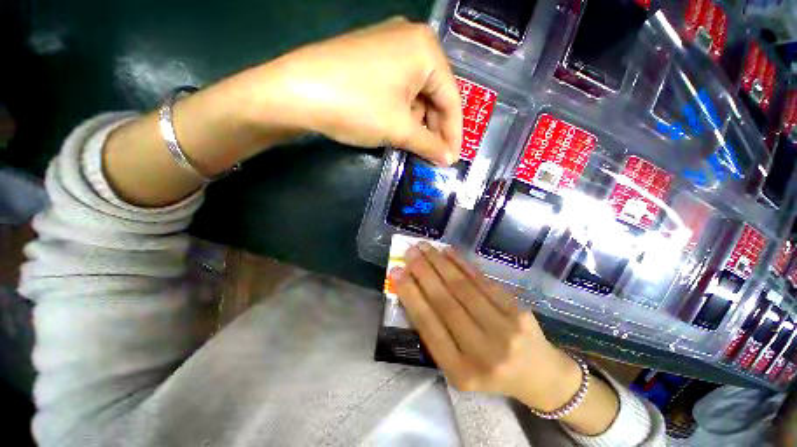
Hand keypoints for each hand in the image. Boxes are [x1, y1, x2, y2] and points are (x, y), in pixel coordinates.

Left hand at [248, 17, 461, 165]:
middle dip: (435, 129)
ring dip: (418, 123)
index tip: (452, 159)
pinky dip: (403, 112)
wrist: (296, 91)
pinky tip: (399, 128)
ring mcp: (389, 46)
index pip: (452, 99)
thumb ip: (429, 144)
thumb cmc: (357, 106)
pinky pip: (399, 89)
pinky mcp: (372, 58)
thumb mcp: (399, 129)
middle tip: (435, 156)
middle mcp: (411, 41)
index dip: (453, 134)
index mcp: (426, 50)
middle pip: (435, 94)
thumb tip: (447, 159)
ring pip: (416, 93)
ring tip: (415, 146)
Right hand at [392, 242, 582, 411]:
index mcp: (461, 371)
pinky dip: (463, 264)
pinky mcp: (518, 311)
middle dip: (423, 272)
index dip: (410, 295)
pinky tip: (448, 252)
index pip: (429, 325)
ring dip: (440, 263)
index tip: (396, 272)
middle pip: (445, 302)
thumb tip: (414, 291)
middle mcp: (482, 351)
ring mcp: (504, 329)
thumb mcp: (457, 366)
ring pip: (463, 287)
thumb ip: (436, 333)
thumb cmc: (489, 372)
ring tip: (424, 246)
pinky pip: (483, 281)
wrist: (539, 375)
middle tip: (409, 252)